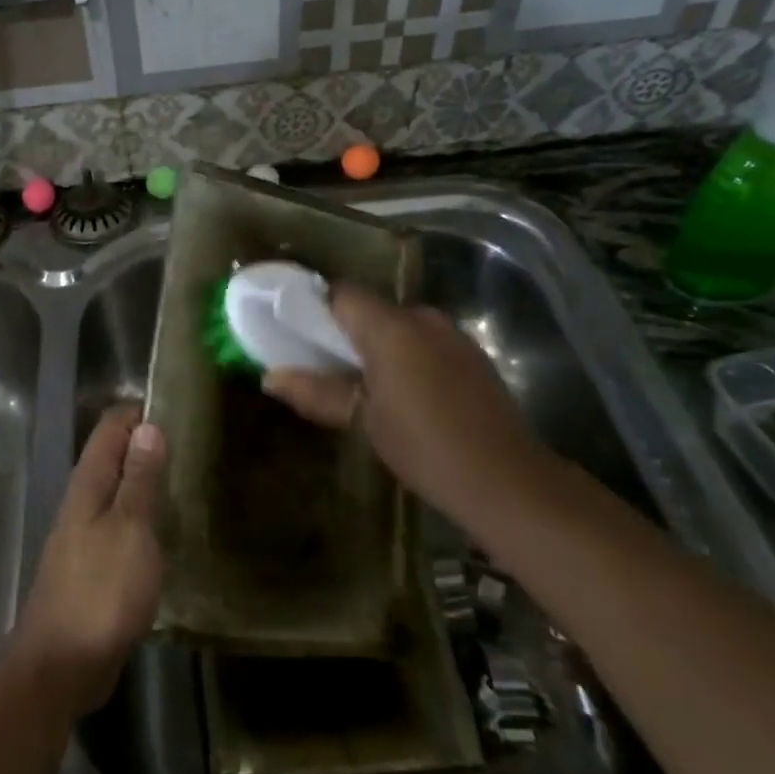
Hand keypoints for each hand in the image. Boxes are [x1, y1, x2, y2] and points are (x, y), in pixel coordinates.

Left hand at [6, 404, 164, 720]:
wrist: (61, 666)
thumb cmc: (100, 592)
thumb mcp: (130, 530)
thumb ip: (139, 479)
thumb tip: (148, 426)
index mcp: (88, 484)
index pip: (110, 428)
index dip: (140, 412)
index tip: (180, 410)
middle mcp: (82, 502)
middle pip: (113, 457)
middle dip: (147, 444)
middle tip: (195, 444)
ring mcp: (84, 536)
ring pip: (117, 492)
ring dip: (146, 482)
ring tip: (189, 480)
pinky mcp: (93, 567)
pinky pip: (120, 526)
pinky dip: (143, 518)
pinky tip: (169, 531)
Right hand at [261, 287, 549, 515]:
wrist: (505, 479)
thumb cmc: (422, 445)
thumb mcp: (361, 421)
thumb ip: (315, 392)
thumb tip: (269, 378)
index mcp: (391, 327)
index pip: (343, 293)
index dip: (318, 308)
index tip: (300, 334)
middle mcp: (423, 318)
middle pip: (372, 309)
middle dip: (348, 333)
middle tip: (327, 367)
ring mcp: (453, 336)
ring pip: (401, 327)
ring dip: (379, 347)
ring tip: (364, 386)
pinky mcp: (473, 358)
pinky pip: (426, 344)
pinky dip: (408, 358)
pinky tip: (406, 396)